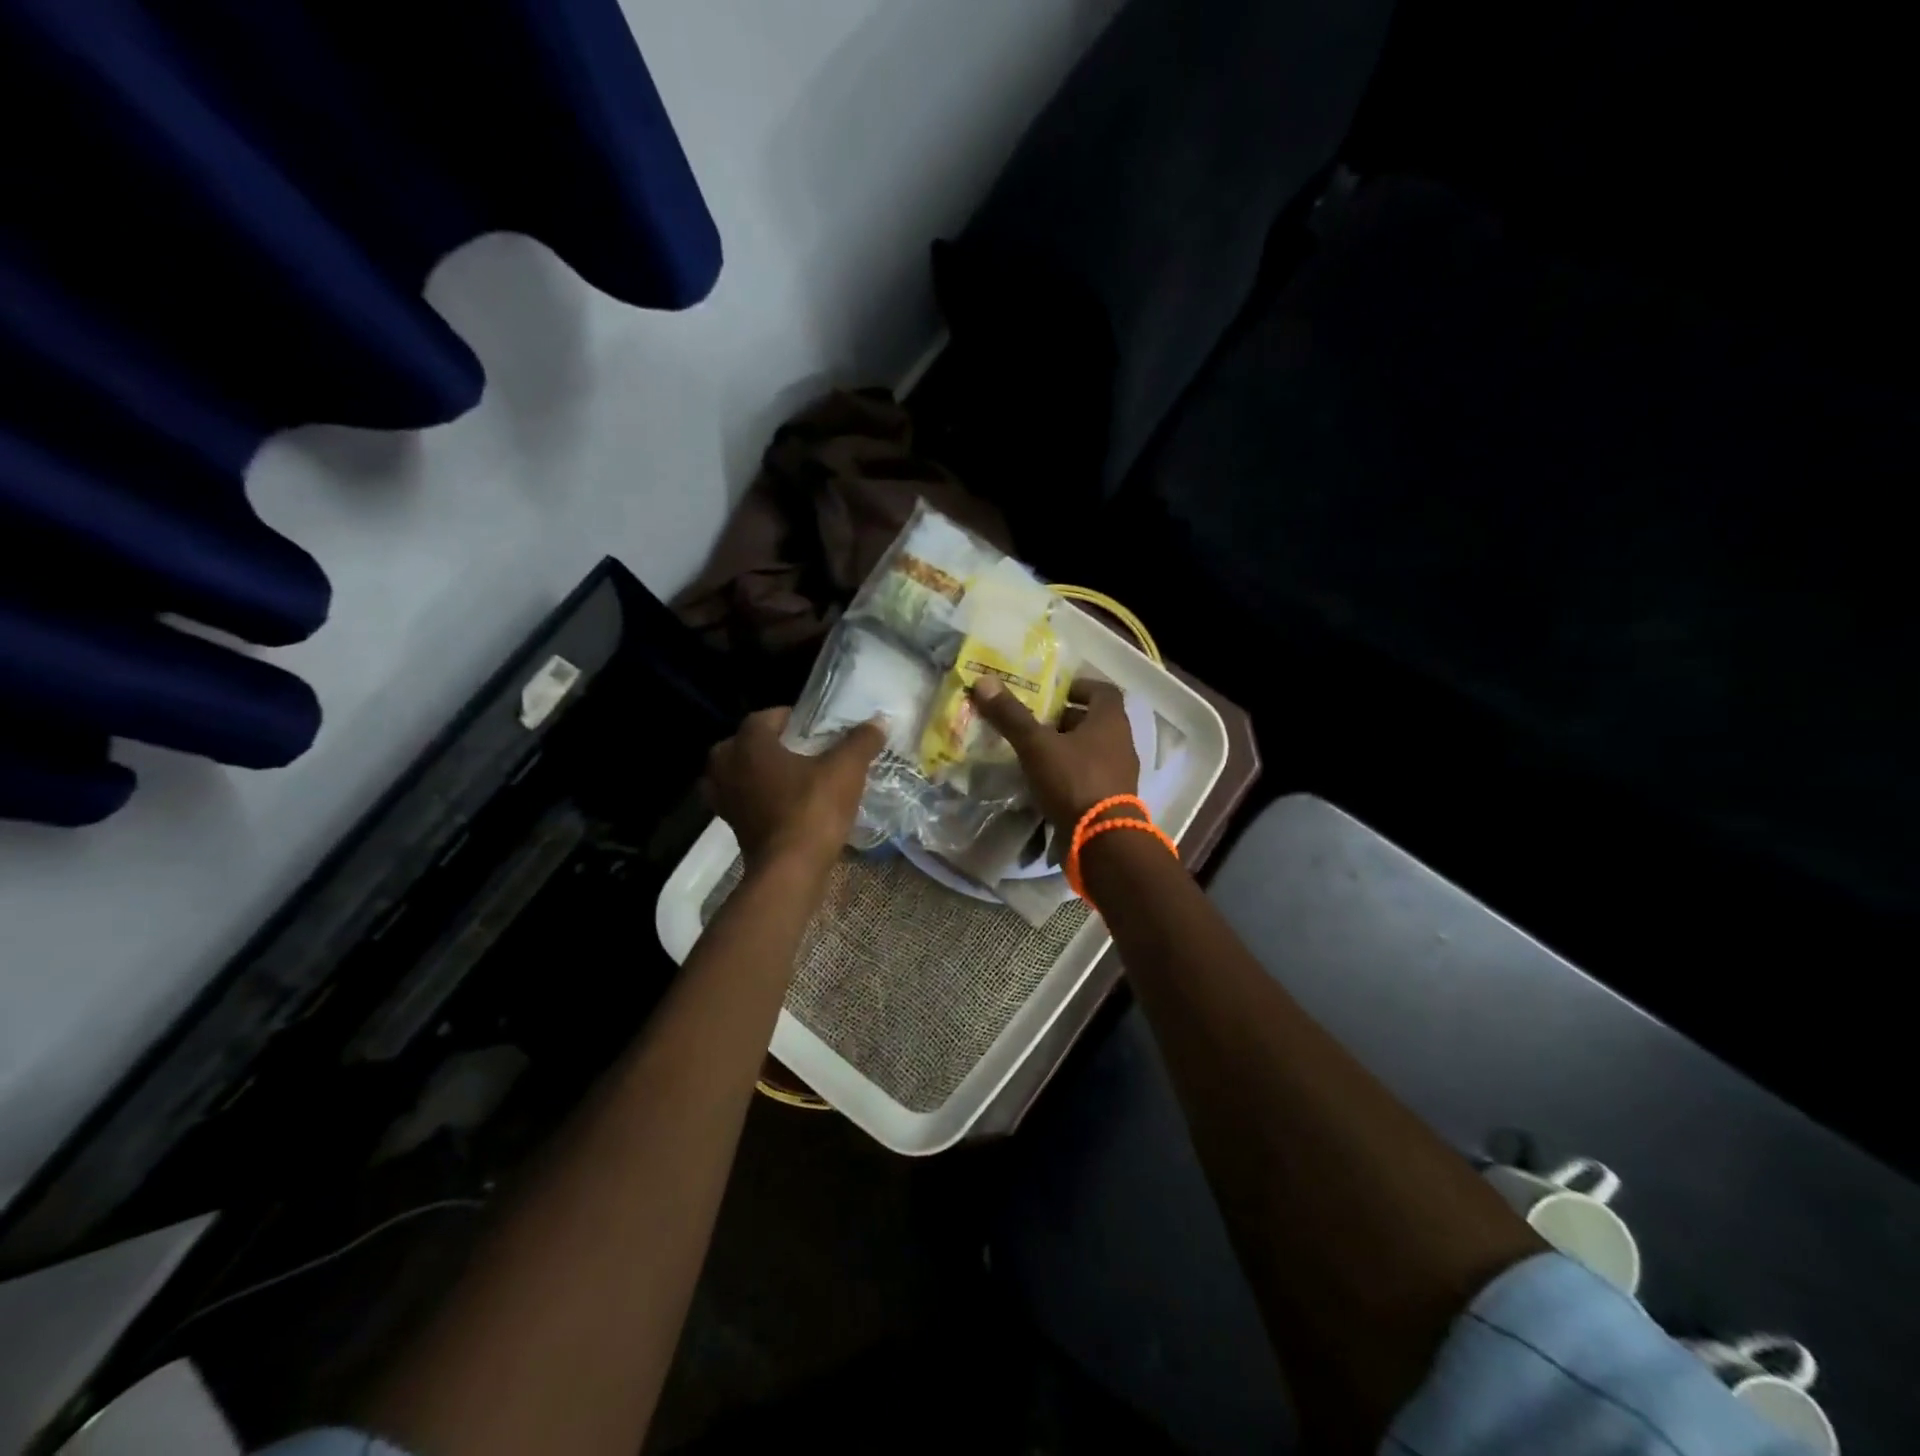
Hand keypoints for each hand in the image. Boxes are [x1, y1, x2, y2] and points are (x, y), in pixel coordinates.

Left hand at [702, 708, 884, 869]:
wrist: (790, 870)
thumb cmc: (813, 810)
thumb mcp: (846, 770)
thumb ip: (861, 741)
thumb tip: (879, 721)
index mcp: (749, 744)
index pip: (766, 717)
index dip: (791, 718)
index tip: (815, 727)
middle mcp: (726, 766)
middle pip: (745, 744)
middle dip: (770, 745)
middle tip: (802, 752)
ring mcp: (725, 799)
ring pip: (738, 774)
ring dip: (758, 773)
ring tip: (791, 778)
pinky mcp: (732, 826)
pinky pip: (742, 801)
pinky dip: (757, 799)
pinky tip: (784, 804)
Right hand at [969, 677, 1138, 834]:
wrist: (1101, 840)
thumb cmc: (1073, 781)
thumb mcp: (1036, 745)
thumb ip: (1011, 715)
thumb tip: (984, 681)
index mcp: (1111, 721)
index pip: (1102, 691)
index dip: (1078, 687)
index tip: (1053, 692)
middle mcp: (1121, 744)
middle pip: (1094, 722)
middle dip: (1064, 720)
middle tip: (1034, 722)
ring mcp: (1119, 774)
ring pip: (1090, 751)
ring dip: (1065, 749)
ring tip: (1033, 753)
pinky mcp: (1111, 800)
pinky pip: (1088, 777)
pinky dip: (1068, 775)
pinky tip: (1043, 783)